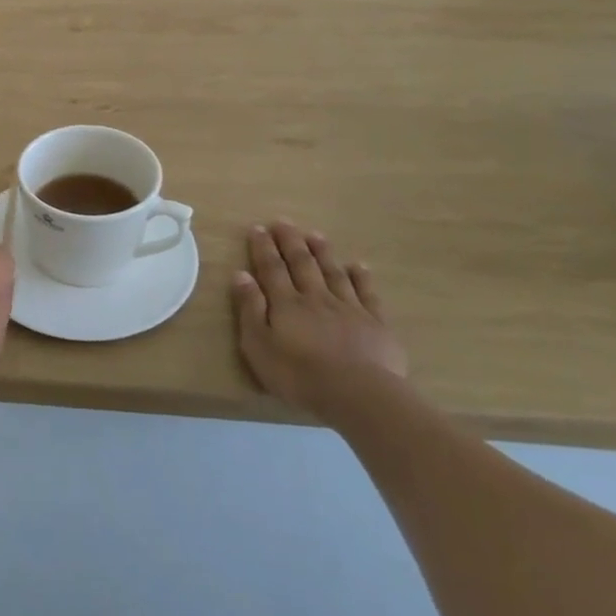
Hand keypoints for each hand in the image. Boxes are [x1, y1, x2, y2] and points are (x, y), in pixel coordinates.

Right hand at [232, 221, 406, 420]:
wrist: (358, 393)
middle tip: (283, 222)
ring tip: (315, 234)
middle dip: (291, 241)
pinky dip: (361, 277)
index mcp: (286, 304)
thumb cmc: (299, 374)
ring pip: (333, 272)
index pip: (271, 268)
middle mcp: (316, 298)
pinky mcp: (375, 323)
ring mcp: (348, 308)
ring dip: (322, 252)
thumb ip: (250, 309)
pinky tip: (358, 266)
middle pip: (302, 263)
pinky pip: (367, 293)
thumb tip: (241, 275)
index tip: (258, 228)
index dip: (263, 247)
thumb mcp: (259, 345)